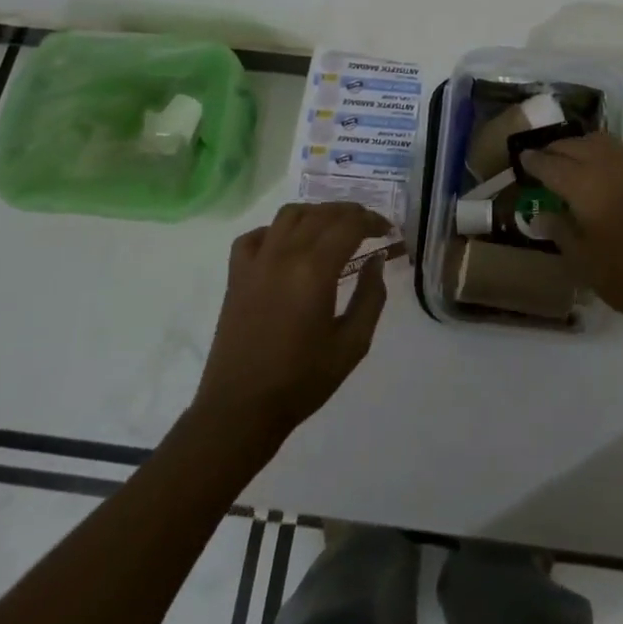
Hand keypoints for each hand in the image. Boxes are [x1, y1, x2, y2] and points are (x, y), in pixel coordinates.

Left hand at [194, 202, 394, 441]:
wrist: (240, 411)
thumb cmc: (301, 382)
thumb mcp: (352, 345)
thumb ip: (371, 298)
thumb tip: (376, 261)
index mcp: (314, 270)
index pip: (349, 225)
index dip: (372, 221)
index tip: (386, 231)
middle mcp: (284, 254)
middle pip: (322, 214)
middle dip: (349, 213)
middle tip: (367, 226)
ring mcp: (256, 262)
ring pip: (289, 215)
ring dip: (315, 213)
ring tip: (331, 228)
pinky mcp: (236, 275)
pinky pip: (255, 235)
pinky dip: (275, 231)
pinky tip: (287, 246)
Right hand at [519, 130, 622, 327]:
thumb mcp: (581, 260)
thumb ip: (559, 230)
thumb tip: (540, 214)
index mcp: (583, 186)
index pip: (550, 165)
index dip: (534, 161)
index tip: (522, 158)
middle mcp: (608, 167)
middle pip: (576, 146)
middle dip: (557, 149)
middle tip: (544, 158)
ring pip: (606, 142)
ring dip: (587, 144)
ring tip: (577, 154)